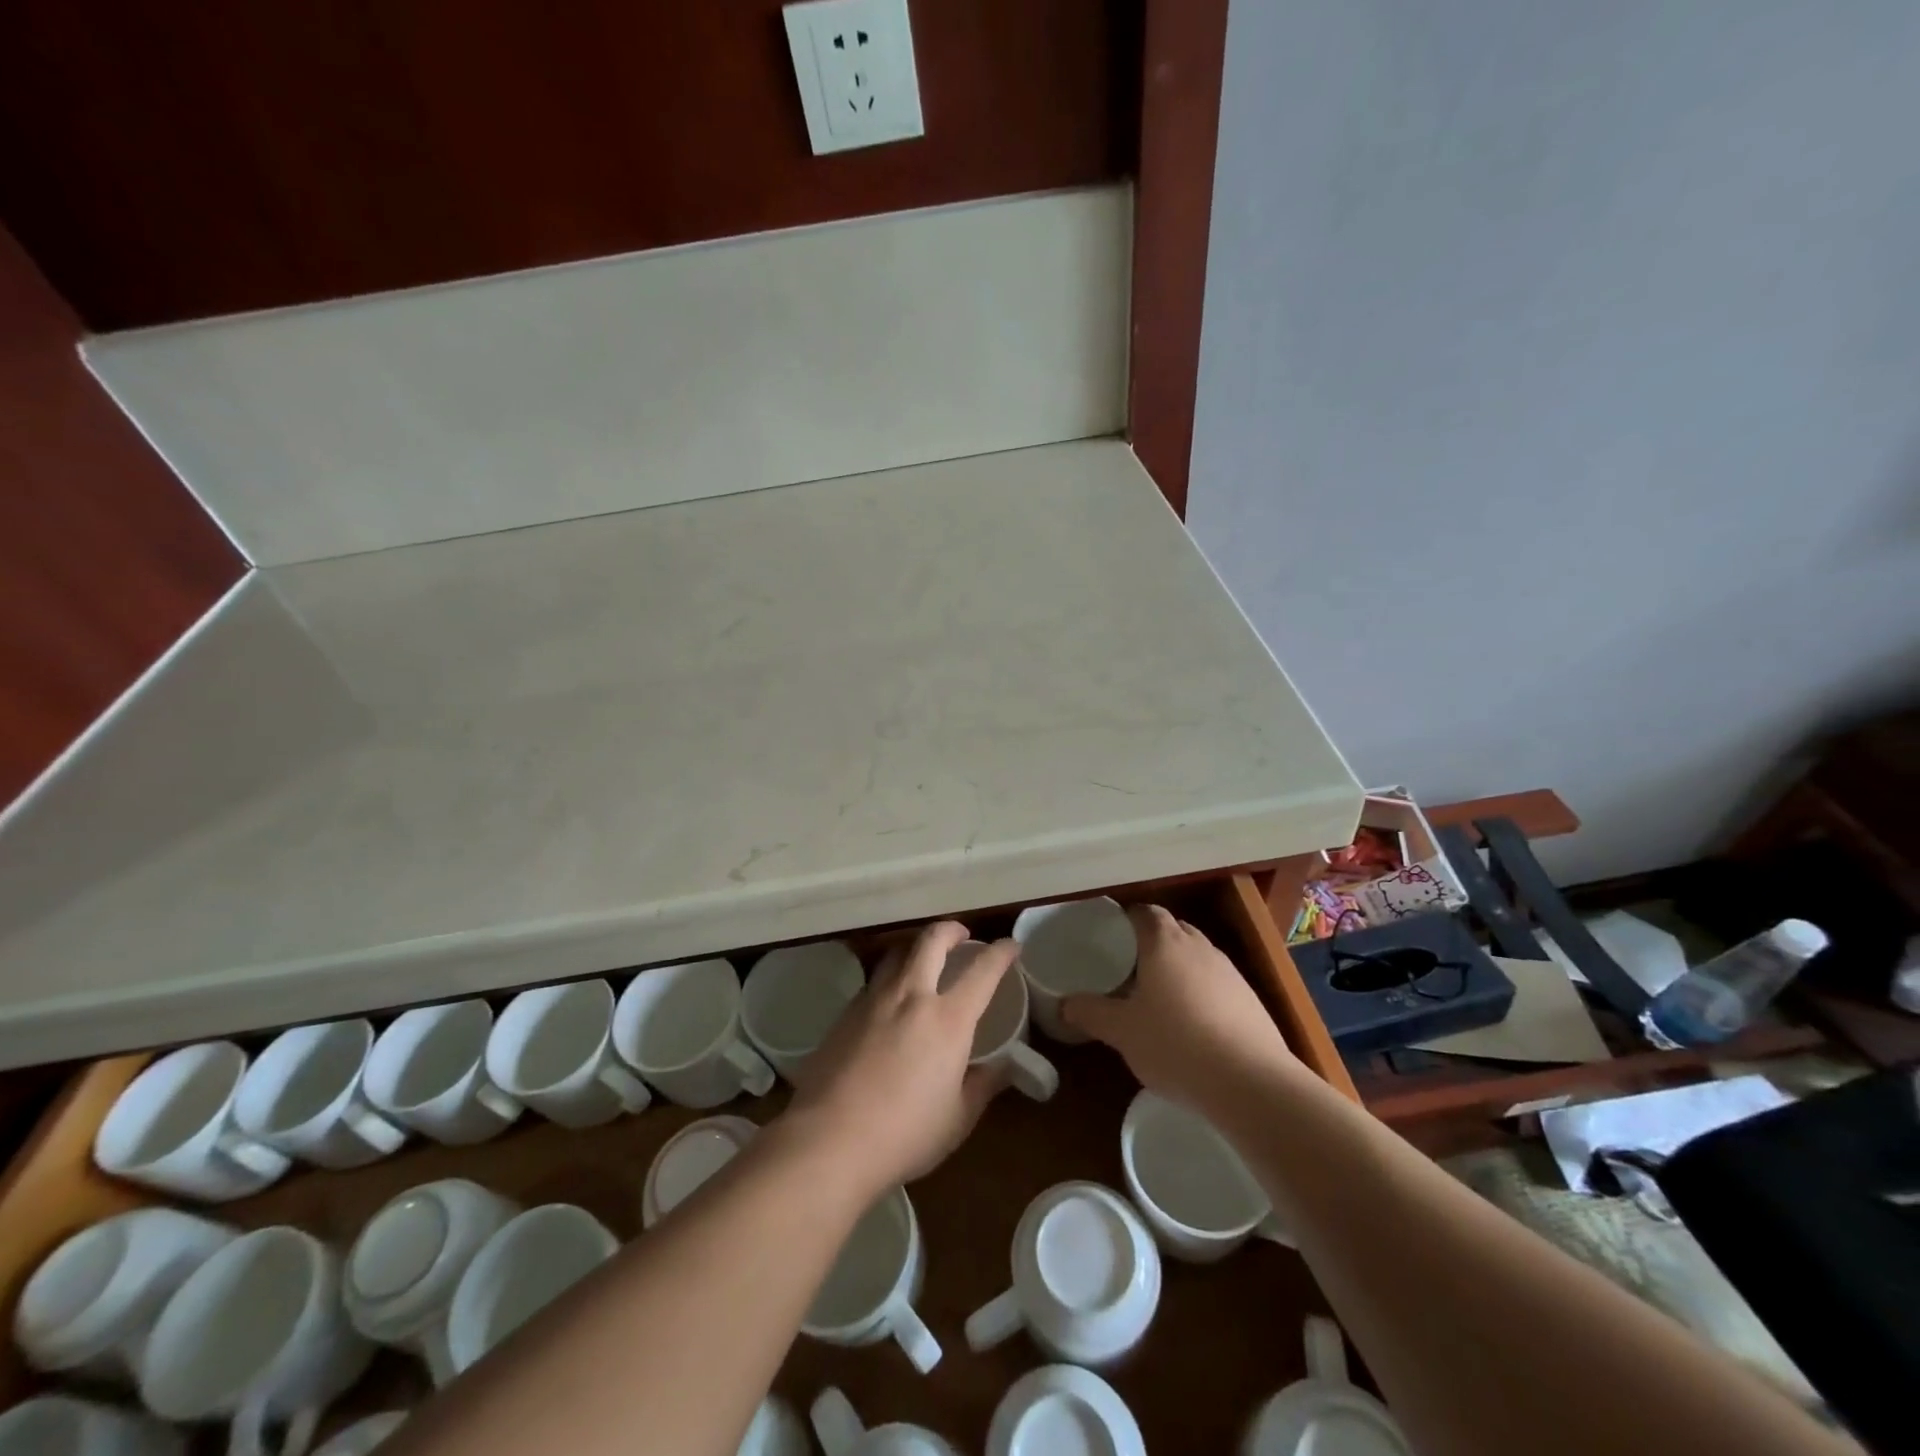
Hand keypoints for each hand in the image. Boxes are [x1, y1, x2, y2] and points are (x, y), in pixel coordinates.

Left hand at [785, 921, 1015, 1192]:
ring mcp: (873, 1000)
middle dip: (951, 930)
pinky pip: (875, 981)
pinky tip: (891, 1002)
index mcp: (948, 1019)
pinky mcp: (845, 1013)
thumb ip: (983, 1085)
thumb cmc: (904, 1135)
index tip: (1011, 946)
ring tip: (925, 961)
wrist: (829, 1141)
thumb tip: (1004, 1067)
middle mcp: (911, 996)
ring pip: (898, 953)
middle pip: (931, 940)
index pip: (982, 971)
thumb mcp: (957, 1118)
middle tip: (962, 937)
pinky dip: (891, 978)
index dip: (1001, 953)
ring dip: (917, 948)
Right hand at [1063, 905, 1300, 1114]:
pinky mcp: (1249, 999)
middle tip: (1127, 966)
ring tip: (1157, 995)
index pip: (1143, 913)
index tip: (1108, 937)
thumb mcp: (1122, 1032)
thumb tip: (1065, 1004)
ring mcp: (1229, 971)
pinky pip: (1216, 982)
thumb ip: (1090, 1013)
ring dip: (1177, 966)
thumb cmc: (1176, 1044)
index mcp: (1164, 943)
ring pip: (1196, 955)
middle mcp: (1199, 947)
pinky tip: (1191, 1023)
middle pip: (1171, 929)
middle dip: (1150, 942)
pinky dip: (1199, 991)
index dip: (1125, 920)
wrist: (1251, 1083)